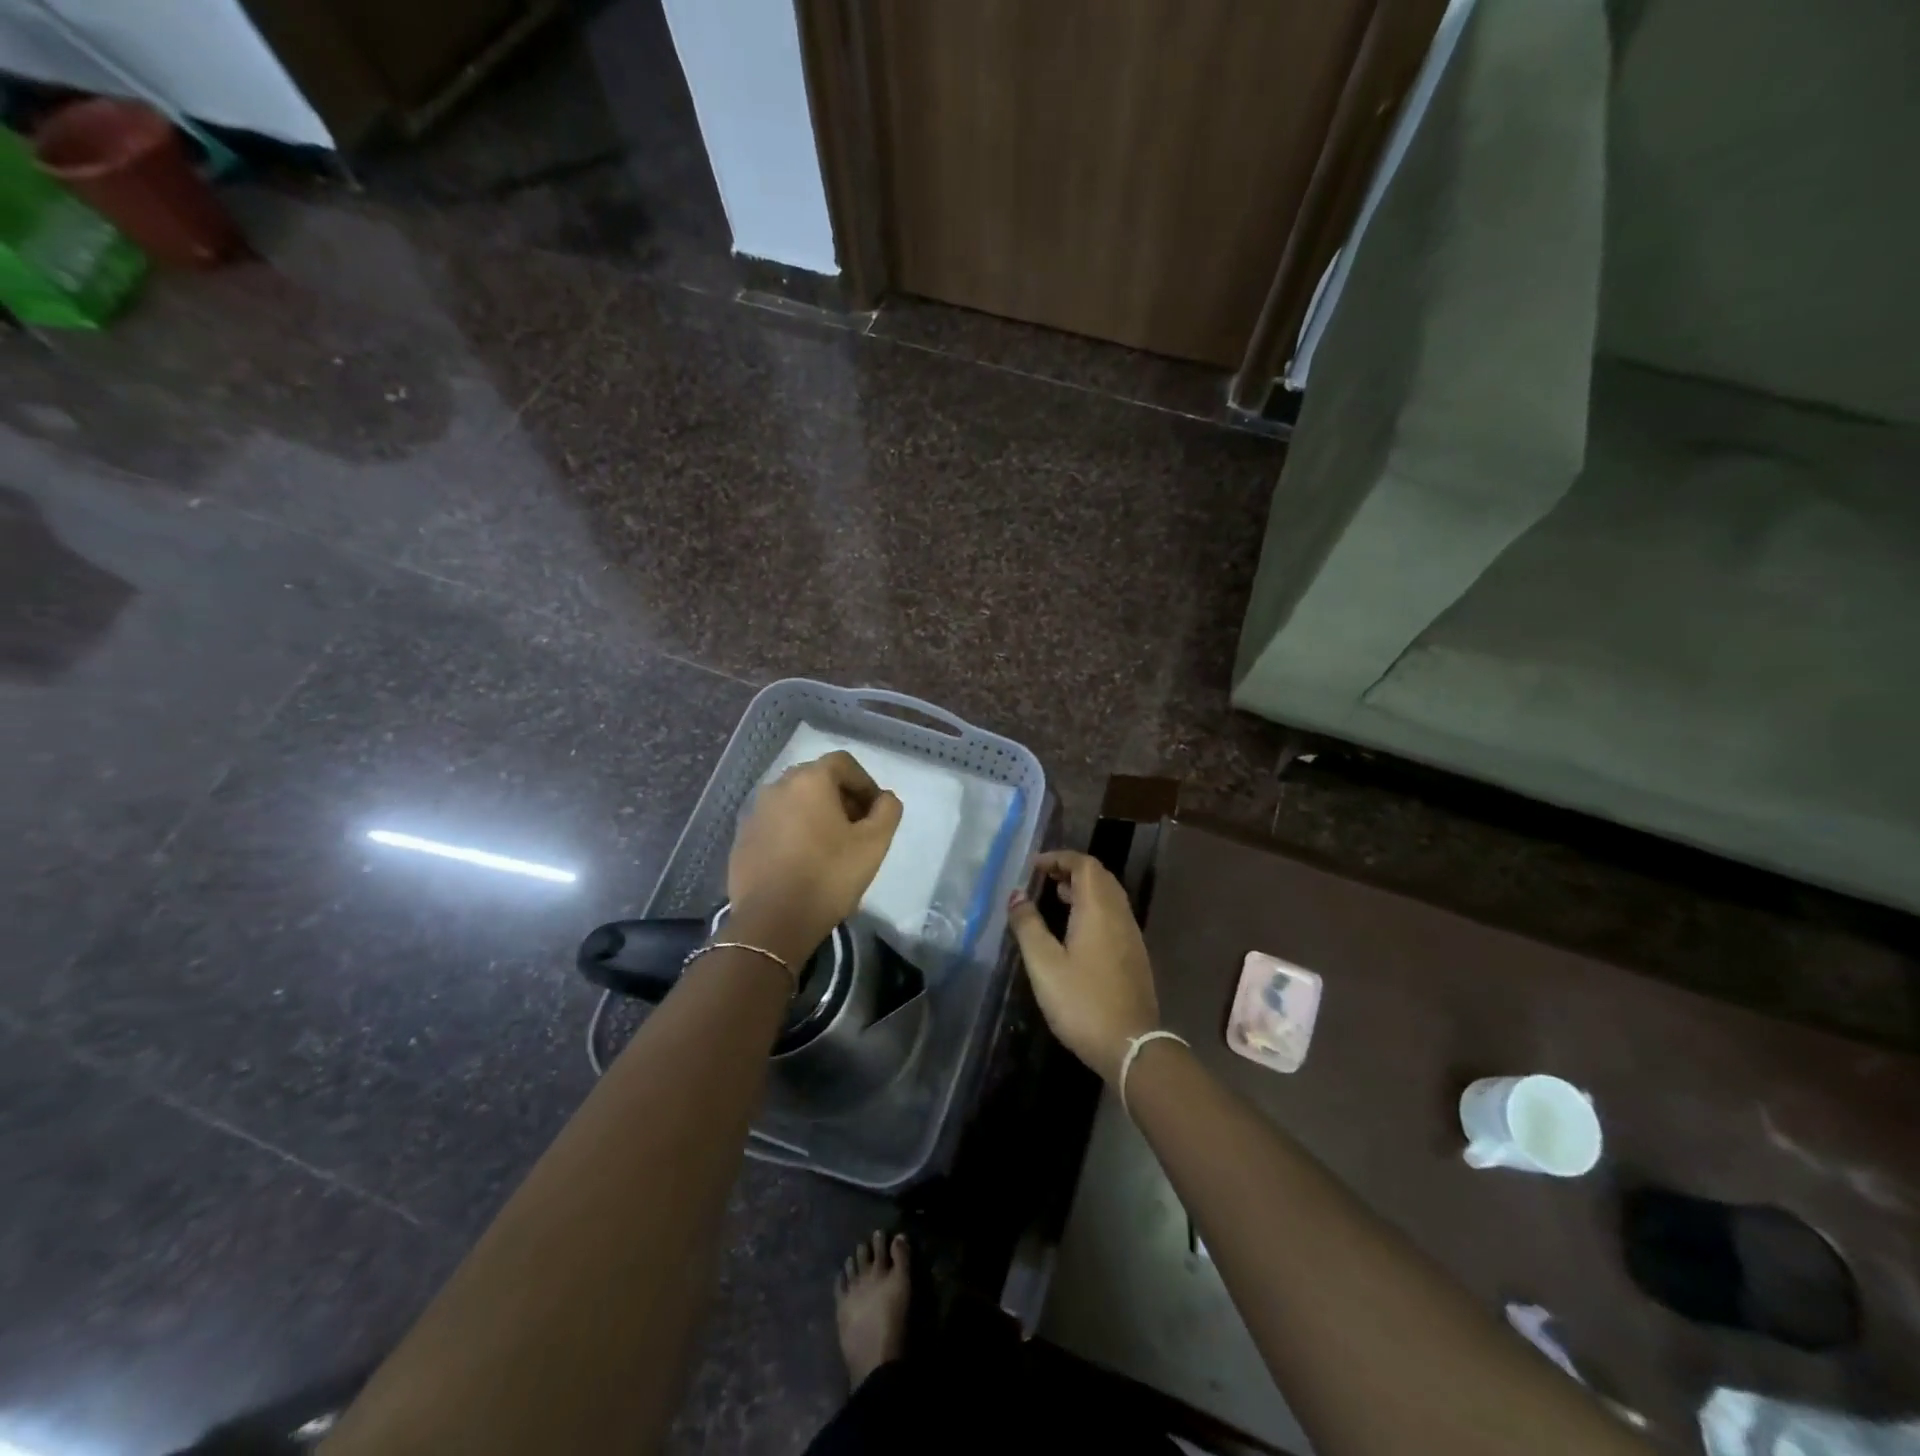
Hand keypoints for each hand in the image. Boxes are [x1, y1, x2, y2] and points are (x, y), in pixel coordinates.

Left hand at [727, 751, 902, 962]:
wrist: (772, 921)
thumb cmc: (829, 875)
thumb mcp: (874, 843)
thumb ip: (887, 811)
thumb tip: (884, 798)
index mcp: (809, 780)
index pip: (843, 763)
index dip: (864, 782)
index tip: (875, 811)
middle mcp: (777, 786)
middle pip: (816, 779)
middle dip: (840, 797)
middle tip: (857, 827)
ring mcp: (755, 813)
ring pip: (793, 802)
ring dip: (815, 814)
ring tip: (830, 846)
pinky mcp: (742, 840)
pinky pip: (775, 825)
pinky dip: (792, 832)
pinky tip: (802, 861)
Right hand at [1008, 851, 1159, 1083]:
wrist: (1131, 1046)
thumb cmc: (1082, 1002)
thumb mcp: (1044, 964)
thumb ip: (1028, 926)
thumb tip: (1017, 894)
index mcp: (1099, 909)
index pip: (1084, 864)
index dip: (1059, 858)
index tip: (1033, 867)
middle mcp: (1119, 914)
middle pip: (1099, 876)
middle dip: (1071, 869)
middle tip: (1043, 878)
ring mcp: (1131, 935)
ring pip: (1109, 896)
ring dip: (1083, 889)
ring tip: (1056, 897)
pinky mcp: (1134, 955)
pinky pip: (1114, 914)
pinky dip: (1093, 908)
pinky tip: (1076, 930)